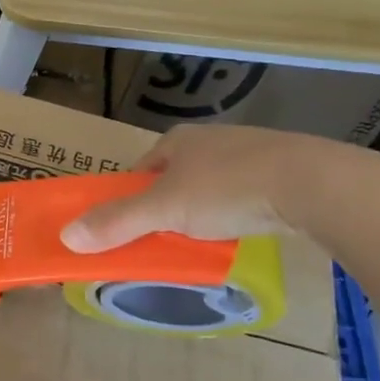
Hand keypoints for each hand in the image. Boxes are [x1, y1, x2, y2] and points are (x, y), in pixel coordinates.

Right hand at [60, 124, 358, 252]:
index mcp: (177, 140)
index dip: (130, 197)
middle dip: (167, 206)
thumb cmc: (227, 189)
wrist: (314, 184)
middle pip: (175, 177)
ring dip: (203, 210)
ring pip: (212, 185)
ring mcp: (251, 152)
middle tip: (165, 238)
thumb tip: (65, 237)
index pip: (141, 169)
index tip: (128, 226)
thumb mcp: (164, 210)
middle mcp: (211, 140)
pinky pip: (247, 193)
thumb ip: (117, 223)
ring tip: (205, 240)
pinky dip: (238, 211)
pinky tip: (244, 229)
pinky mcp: (284, 170)